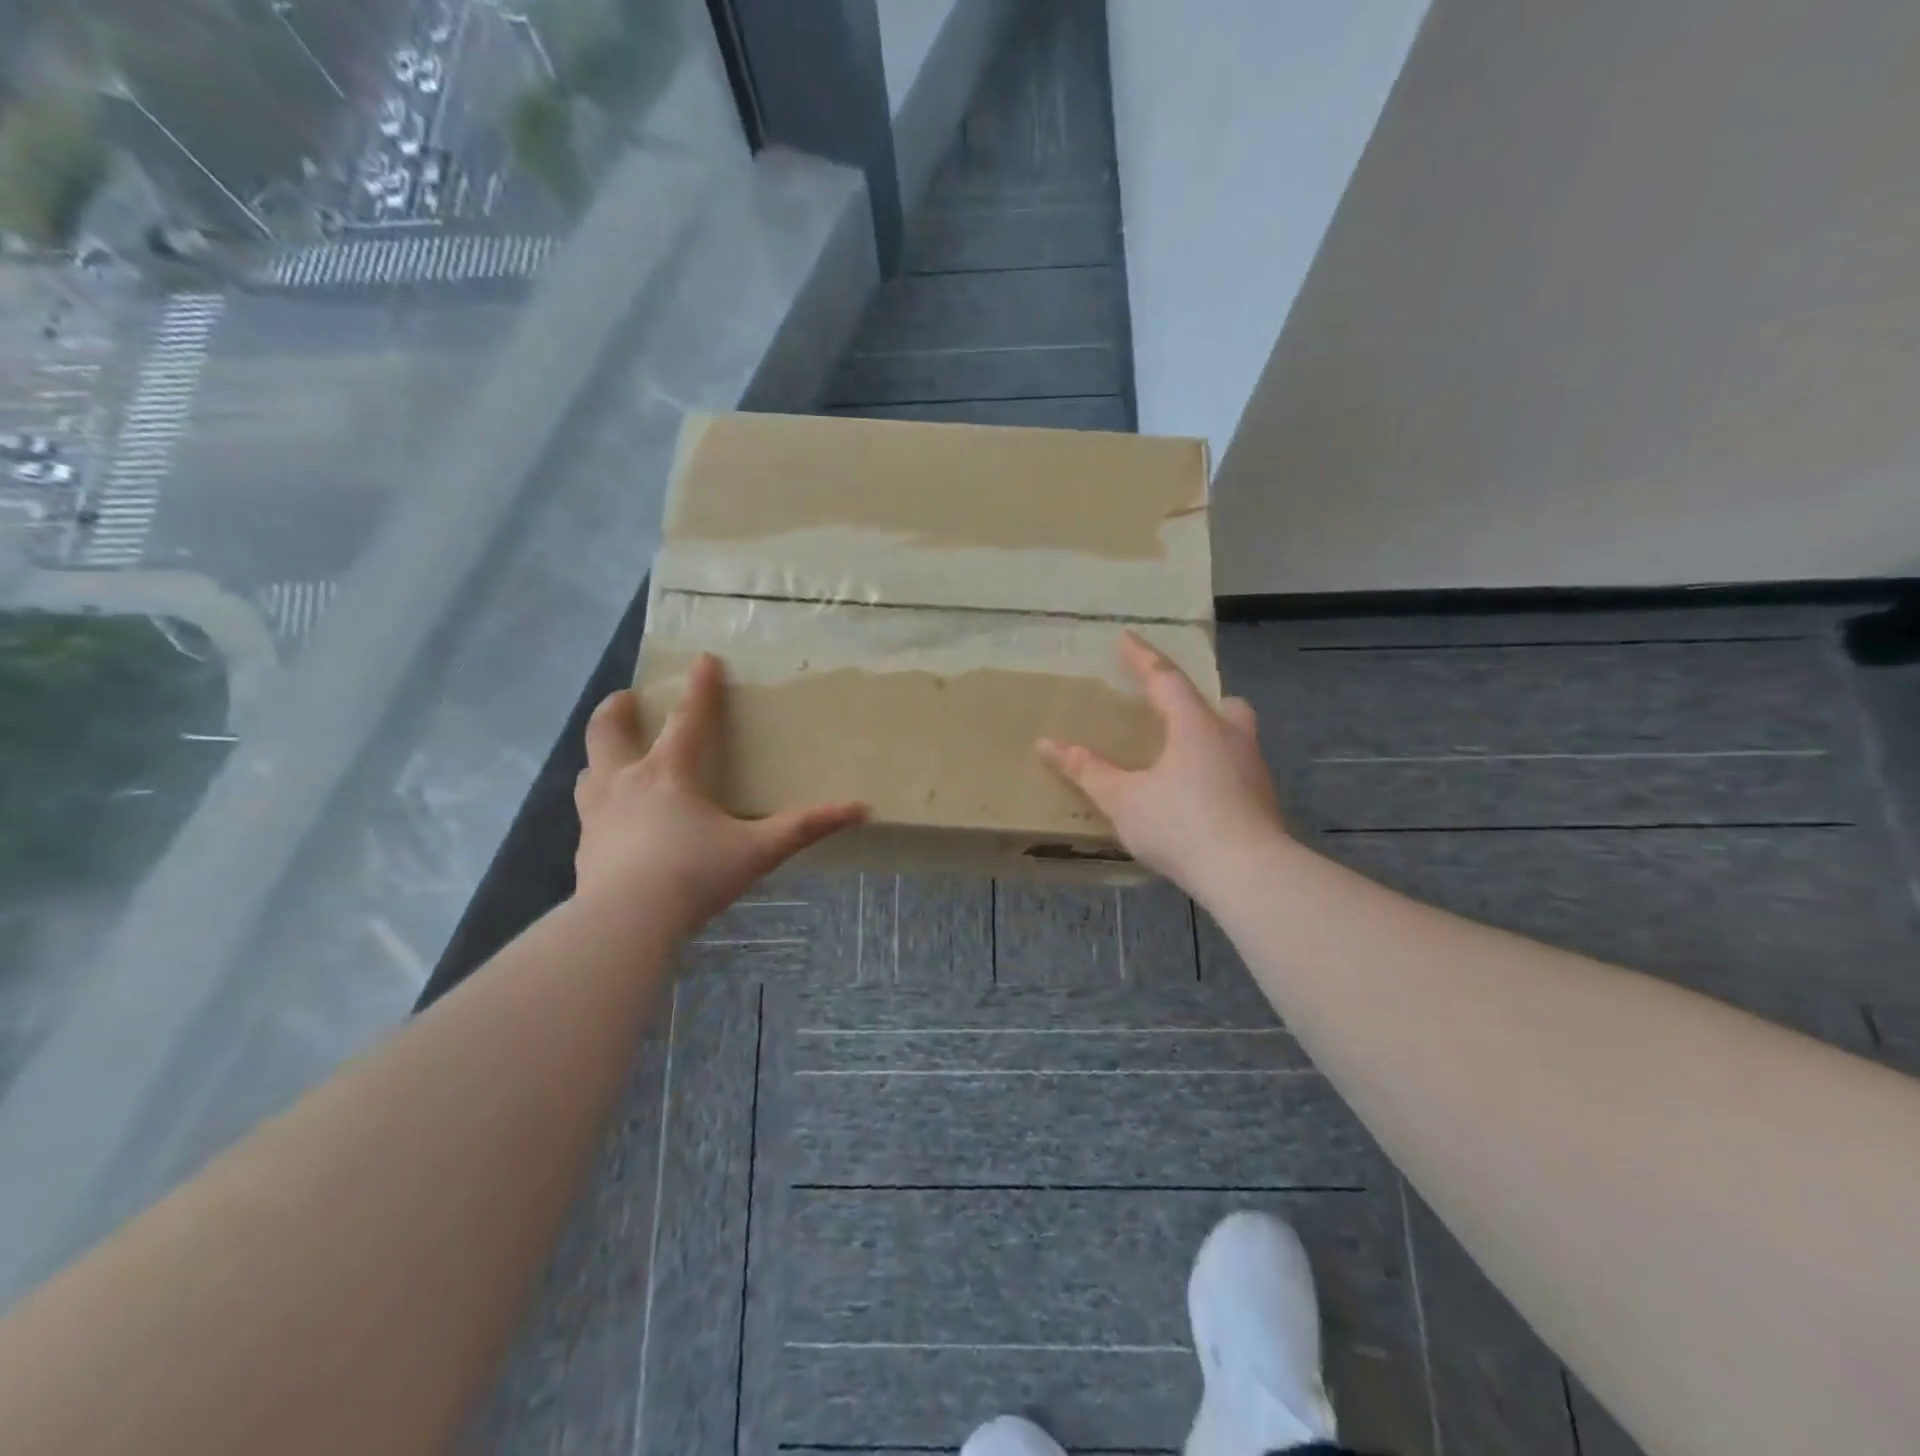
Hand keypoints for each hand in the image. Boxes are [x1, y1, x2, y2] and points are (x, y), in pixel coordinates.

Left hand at [573, 654, 866, 939]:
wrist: (624, 922)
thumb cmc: (693, 875)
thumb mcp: (758, 851)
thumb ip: (806, 828)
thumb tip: (860, 808)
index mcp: (669, 774)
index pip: (688, 719)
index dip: (700, 687)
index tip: (703, 658)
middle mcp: (625, 782)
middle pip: (608, 731)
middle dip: (618, 709)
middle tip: (629, 699)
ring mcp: (597, 814)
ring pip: (589, 769)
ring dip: (601, 755)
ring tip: (615, 757)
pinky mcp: (585, 846)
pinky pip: (588, 813)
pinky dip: (600, 804)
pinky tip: (613, 822)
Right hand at [1037, 632, 1286, 896]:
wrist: (1248, 875)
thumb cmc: (1181, 825)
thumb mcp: (1123, 799)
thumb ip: (1087, 770)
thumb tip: (1047, 744)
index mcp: (1195, 726)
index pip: (1165, 678)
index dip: (1142, 657)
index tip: (1125, 637)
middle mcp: (1231, 739)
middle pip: (1223, 705)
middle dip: (1199, 701)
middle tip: (1175, 711)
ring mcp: (1254, 772)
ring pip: (1236, 738)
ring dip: (1212, 738)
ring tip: (1182, 760)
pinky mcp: (1264, 803)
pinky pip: (1239, 772)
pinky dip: (1218, 773)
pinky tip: (1199, 799)